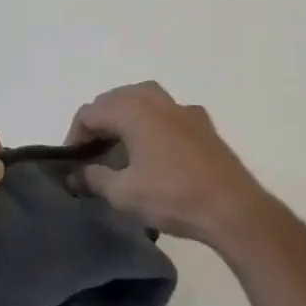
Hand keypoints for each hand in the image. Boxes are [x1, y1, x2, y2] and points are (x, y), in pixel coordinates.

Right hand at [67, 82, 272, 250]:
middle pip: (114, 98)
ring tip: (119, 143)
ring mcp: (182, 108)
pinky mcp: (202, 123)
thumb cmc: (173, 196)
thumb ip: (94, 179)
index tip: (72, 162)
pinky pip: (167, 111)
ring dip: (125, 115)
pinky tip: (156, 147)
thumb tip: (75, 176)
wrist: (233, 208)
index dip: (74, 135)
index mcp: (132, 110)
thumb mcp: (124, 193)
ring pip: (142, 97)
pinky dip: (152, 121)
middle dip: (98, 121)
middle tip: (92, 151)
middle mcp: (155, 99)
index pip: (90, 112)